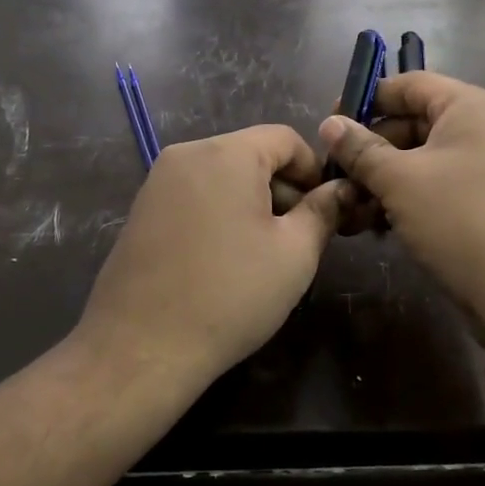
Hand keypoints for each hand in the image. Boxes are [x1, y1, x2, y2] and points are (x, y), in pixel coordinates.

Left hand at [78, 125, 349, 382]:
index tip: (326, 210)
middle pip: (251, 154)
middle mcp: (187, 154)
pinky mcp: (141, 210)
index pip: (284, 138)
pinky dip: (219, 213)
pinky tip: (225, 259)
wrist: (141, 347)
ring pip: (222, 176)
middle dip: (283, 188)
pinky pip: (194, 195)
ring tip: (264, 253)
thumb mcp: (294, 254)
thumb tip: (343, 190)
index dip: (314, 170)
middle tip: (301, 237)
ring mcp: (158, 182)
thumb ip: (324, 211)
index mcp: (226, 153)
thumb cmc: (230, 295)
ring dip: (252, 203)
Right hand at [320, 73, 484, 340]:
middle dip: (371, 149)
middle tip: (336, 175)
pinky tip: (380, 226)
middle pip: (414, 123)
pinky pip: (441, 186)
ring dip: (385, 180)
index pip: (409, 84)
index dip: (367, 99)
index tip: (330, 123)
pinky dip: (410, 199)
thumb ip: (361, 150)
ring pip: (424, 160)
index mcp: (469, 107)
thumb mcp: (400, 181)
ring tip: (352, 209)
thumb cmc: (460, 219)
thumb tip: (330, 123)